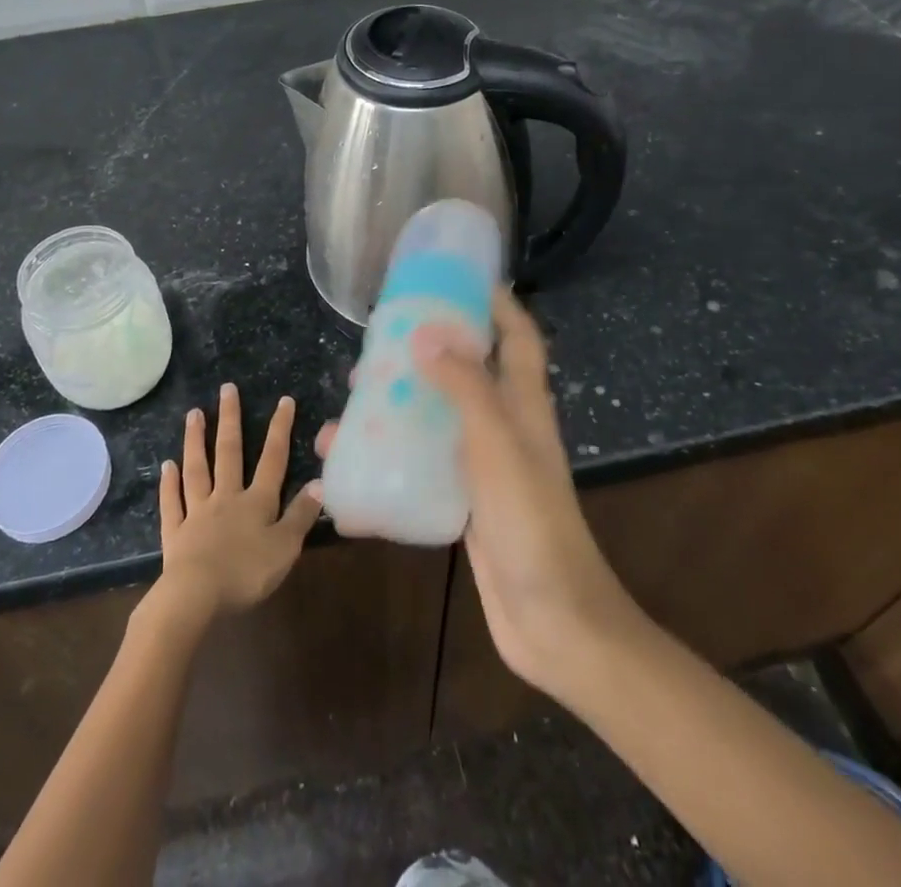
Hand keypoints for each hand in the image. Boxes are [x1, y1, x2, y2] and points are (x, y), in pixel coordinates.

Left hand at [151, 384, 323, 631]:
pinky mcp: (175, 532)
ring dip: (196, 440)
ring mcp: (197, 512)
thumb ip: (300, 515)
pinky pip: (172, 502)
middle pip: (229, 452)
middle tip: (226, 389)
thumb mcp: (285, 547)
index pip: (273, 459)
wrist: (196, 596)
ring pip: (197, 469)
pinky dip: (169, 484)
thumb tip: (319, 483)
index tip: (284, 400)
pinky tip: (166, 466)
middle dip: (230, 419)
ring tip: (194, 413)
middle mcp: (226, 497)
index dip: (280, 429)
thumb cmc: (246, 572)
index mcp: (256, 502)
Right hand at [319, 289, 633, 696]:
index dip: (498, 305)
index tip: (460, 279)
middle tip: (377, 346)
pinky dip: (389, 462)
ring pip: (435, 421)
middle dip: (424, 353)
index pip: (518, 338)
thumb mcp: (497, 442)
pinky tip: (348, 472)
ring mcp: (485, 468)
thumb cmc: (529, 520)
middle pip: (466, 374)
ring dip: (395, 410)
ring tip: (347, 405)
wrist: (552, 620)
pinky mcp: (465, 504)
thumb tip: (426, 335)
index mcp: (524, 405)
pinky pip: (422, 468)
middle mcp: (506, 428)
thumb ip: (465, 387)